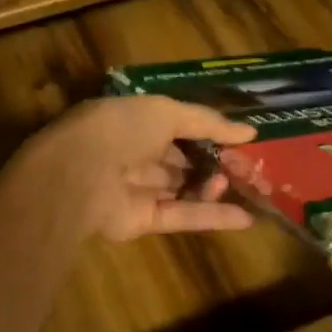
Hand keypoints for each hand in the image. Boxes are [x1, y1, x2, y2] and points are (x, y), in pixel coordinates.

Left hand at [0, 96, 257, 241]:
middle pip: (183, 157)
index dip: (210, 132)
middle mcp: (135, 151)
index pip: (178, 123)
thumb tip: (249, 131)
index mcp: (135, 119)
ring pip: (184, 187)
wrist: (80, 174)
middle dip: (216, 161)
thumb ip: (207, 121)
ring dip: (214, 186)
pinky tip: (246, 217)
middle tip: (252, 168)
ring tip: (247, 186)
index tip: (244, 140)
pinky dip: (212, 216)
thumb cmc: (120, 128)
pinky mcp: (142, 220)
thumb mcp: (166, 111)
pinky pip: (182, 216)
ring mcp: (138, 187)